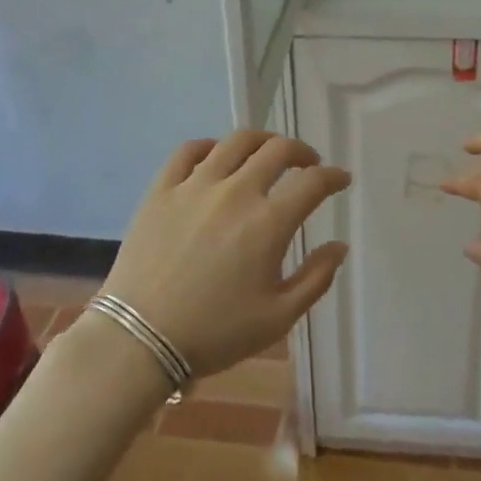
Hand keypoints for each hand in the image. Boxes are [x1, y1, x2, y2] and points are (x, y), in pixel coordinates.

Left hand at [95, 130, 350, 377]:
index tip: (341, 179)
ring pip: (236, 141)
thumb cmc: (214, 333)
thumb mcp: (277, 317)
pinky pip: (188, 150)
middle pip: (278, 150)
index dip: (334, 176)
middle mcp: (236, 192)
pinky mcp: (162, 189)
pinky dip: (211, 146)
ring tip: (267, 152)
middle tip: (308, 164)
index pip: (313, 183)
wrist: (140, 339)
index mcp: (268, 223)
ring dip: (262, 141)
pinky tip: (217, 157)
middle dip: (302, 152)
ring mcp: (195, 185)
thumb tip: (339, 245)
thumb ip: (316, 278)